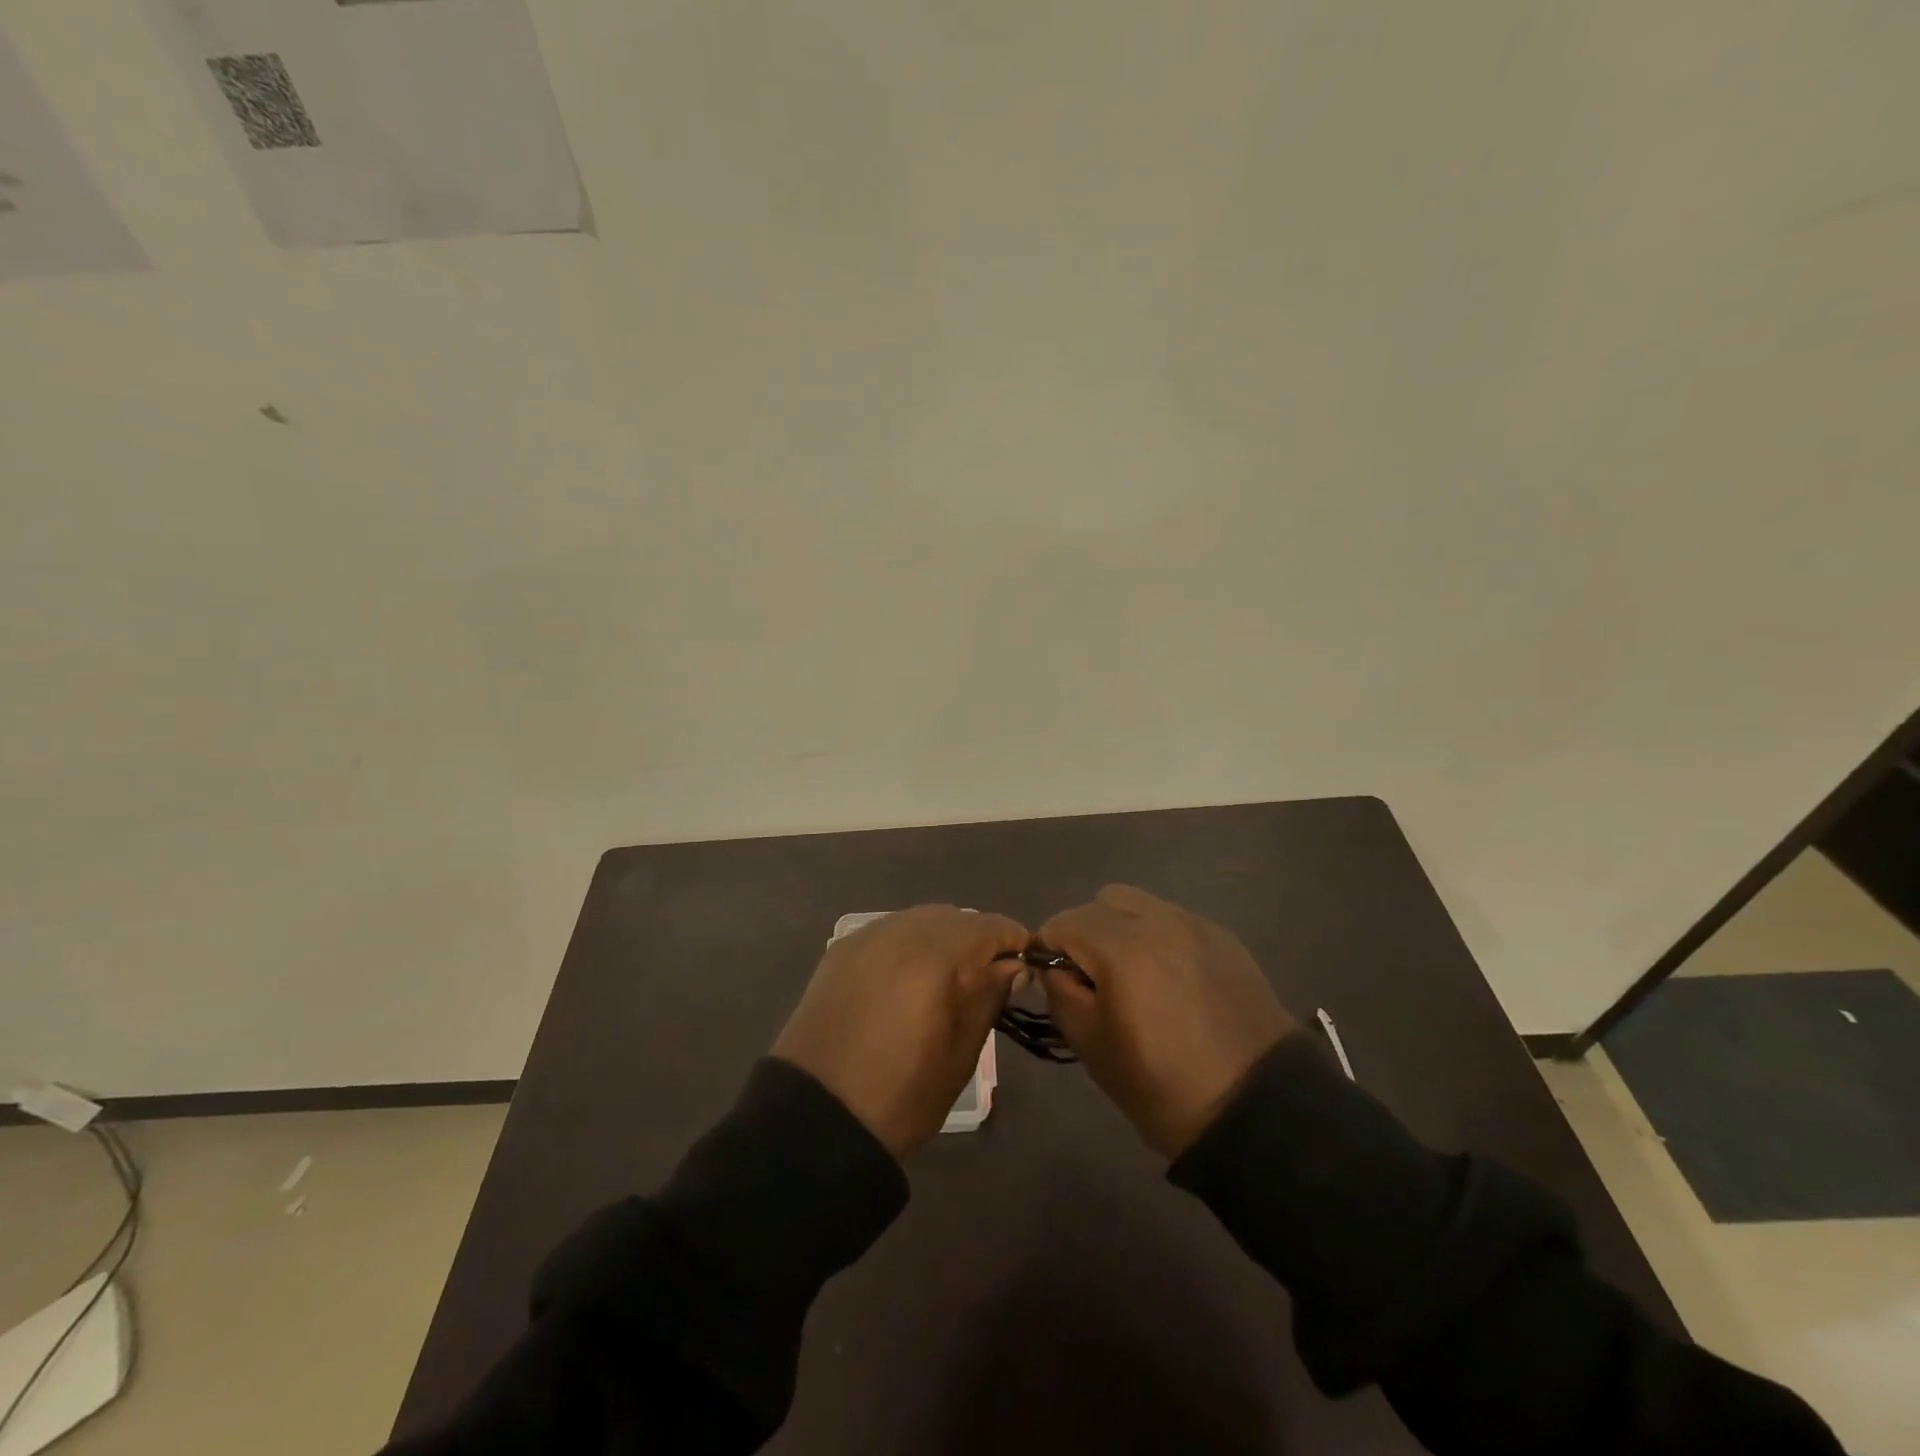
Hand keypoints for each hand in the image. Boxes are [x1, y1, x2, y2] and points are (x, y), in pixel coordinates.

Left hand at [772, 905, 1027, 1159]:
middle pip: (955, 917)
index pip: (991, 927)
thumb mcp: (961, 1054)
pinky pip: (890, 931)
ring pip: (921, 919)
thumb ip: (989, 997)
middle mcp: (901, 932)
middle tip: (988, 977)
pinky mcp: (841, 950)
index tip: (1025, 968)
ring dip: (944, 938)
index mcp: (936, 956)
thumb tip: (1013, 966)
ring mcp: (866, 937)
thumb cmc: (901, 1096)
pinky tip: (910, 976)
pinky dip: (910, 943)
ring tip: (950, 977)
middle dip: (979, 939)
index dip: (1014, 943)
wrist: (814, 1118)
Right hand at [1038, 885, 1295, 1157]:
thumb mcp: (1092, 1047)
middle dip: (1085, 932)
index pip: (1063, 923)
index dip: (1049, 950)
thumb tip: (1052, 968)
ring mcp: (1195, 925)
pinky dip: (1157, 937)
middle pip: (1101, 902)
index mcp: (1121, 948)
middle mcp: (1157, 921)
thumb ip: (1060, 994)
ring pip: (1139, 904)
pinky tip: (1169, 979)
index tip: (1056, 982)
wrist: (1258, 1110)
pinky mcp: (1223, 938)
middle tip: (1093, 978)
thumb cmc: (1163, 1086)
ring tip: (1132, 974)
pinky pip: (1173, 919)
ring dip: (1121, 928)